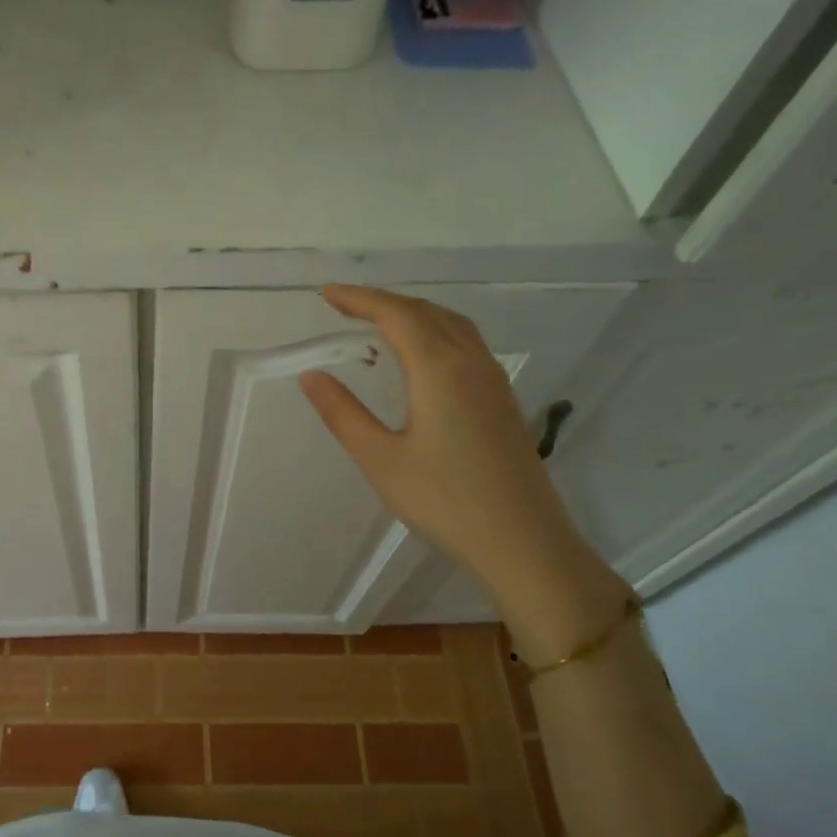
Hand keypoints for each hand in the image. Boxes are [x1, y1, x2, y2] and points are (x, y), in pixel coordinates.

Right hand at [298, 285, 627, 648]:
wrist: (524, 542)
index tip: (325, 294)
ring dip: (411, 313)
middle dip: (382, 302)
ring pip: (450, 324)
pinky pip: (465, 343)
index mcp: (440, 370)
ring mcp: (492, 380)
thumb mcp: (382, 460)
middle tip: (342, 305)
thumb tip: (312, 376)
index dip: (358, 299)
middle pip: (425, 312)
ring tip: (376, 322)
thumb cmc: (446, 502)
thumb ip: (344, 414)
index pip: (396, 315)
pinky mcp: (501, 399)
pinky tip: (419, 355)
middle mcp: (470, 363)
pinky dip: (433, 331)